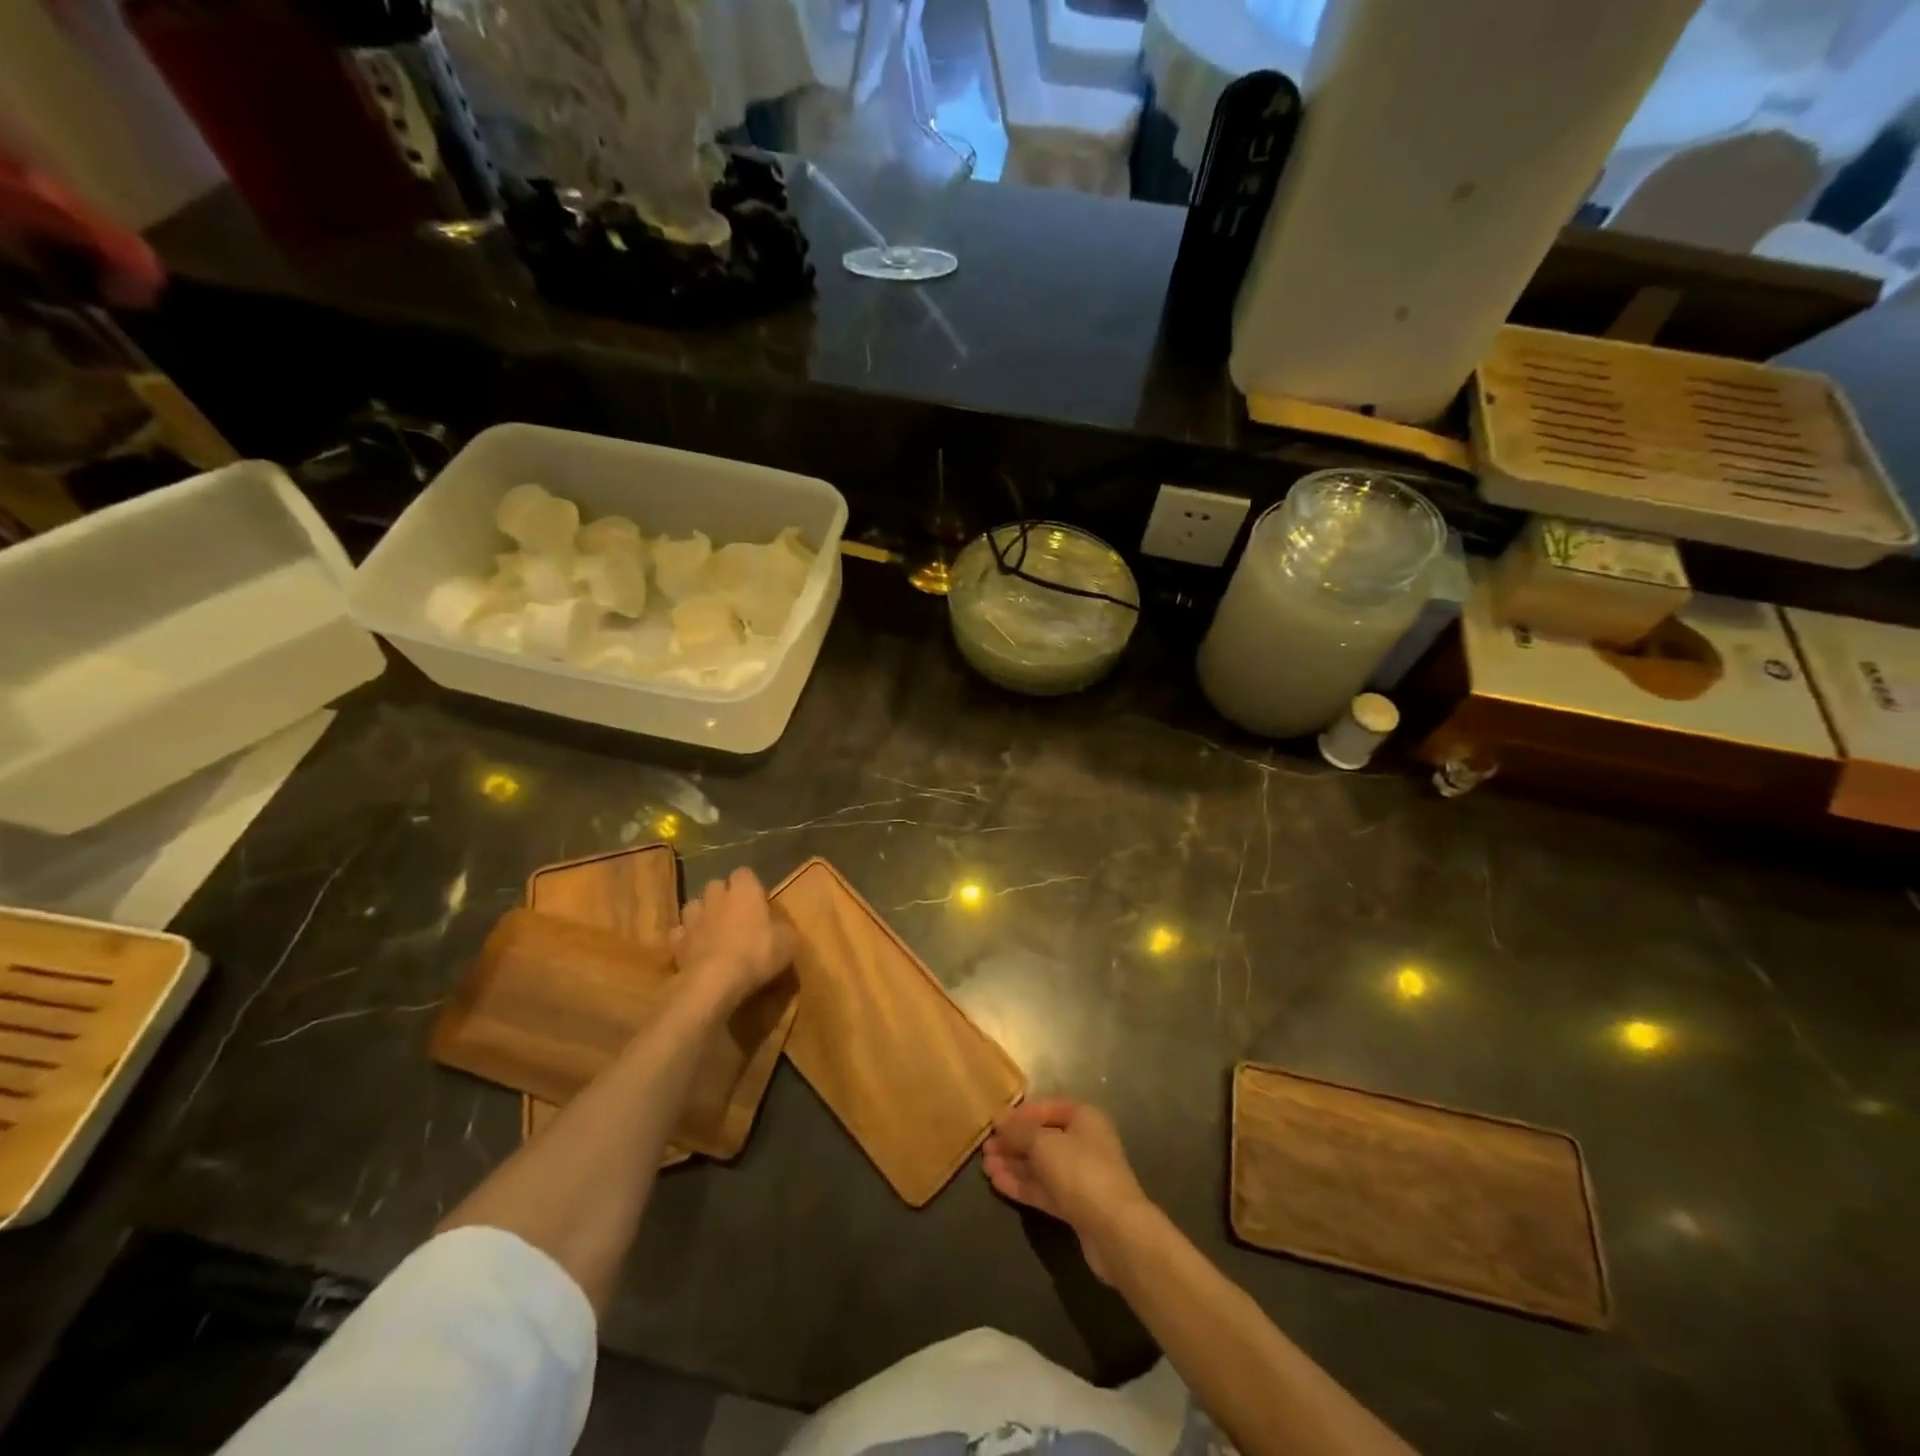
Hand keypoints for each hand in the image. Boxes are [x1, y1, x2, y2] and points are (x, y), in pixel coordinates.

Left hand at [670, 868, 793, 1011]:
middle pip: (716, 885)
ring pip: (694, 905)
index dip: (750, 885)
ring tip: (712, 929)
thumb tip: (780, 927)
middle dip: (723, 896)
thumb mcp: (788, 942)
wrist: (715, 981)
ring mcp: (693, 918)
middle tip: (735, 915)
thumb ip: (783, 928)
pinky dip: (686, 938)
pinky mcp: (677, 941)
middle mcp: (716, 896)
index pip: (745, 873)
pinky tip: (695, 949)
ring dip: (702, 913)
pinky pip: (680, 932)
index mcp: (745, 890)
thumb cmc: (757, 954)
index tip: (758, 901)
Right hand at [983, 1099, 1152, 1282]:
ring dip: (1014, 1164)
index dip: (1020, 1114)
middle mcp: (1084, 1143)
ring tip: (985, 1166)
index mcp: (1084, 1118)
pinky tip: (997, 1183)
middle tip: (985, 1148)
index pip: (1047, 1107)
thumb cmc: (1080, 1171)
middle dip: (1014, 1143)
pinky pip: (1044, 1189)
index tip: (995, 1123)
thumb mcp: (1043, 1143)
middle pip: (1043, 1138)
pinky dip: (1022, 1184)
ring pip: (1041, 1166)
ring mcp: (1080, 1177)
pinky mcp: (1075, 1206)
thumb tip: (998, 1118)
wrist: (1114, 1230)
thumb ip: (1018, 1131)